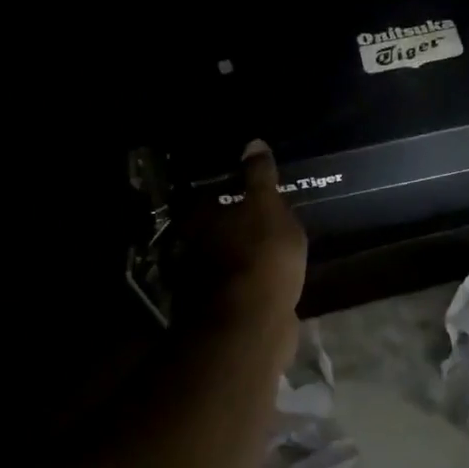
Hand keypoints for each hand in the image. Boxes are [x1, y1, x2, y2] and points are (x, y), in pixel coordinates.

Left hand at [178, 140, 308, 331]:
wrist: (252, 324)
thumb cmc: (261, 256)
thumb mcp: (268, 208)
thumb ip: (260, 177)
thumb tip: (253, 143)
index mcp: (202, 219)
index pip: (212, 196)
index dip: (231, 193)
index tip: (251, 190)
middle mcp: (195, 249)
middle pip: (216, 230)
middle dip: (236, 225)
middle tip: (265, 218)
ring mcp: (206, 284)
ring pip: (227, 260)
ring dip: (243, 255)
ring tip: (273, 248)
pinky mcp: (224, 311)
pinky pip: (240, 288)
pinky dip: (251, 282)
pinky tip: (272, 279)